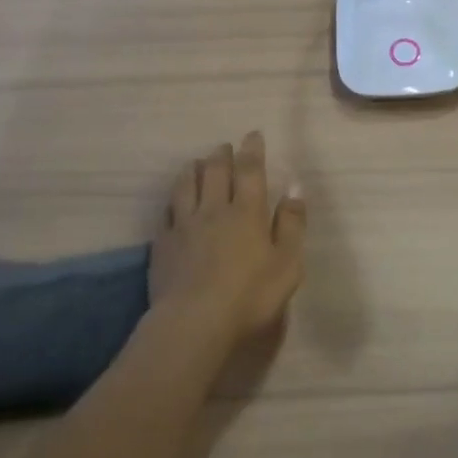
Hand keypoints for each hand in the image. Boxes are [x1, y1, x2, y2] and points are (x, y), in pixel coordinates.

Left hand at [149, 132, 306, 353]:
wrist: (194, 323)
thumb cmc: (249, 295)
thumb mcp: (287, 263)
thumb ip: (292, 224)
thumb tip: (295, 188)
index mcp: (247, 212)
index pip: (250, 170)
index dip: (252, 150)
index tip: (253, 135)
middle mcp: (214, 209)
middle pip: (215, 171)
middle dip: (221, 155)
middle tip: (225, 147)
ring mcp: (185, 225)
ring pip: (186, 185)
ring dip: (193, 169)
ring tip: (197, 163)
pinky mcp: (163, 244)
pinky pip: (167, 211)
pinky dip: (173, 199)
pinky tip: (174, 200)